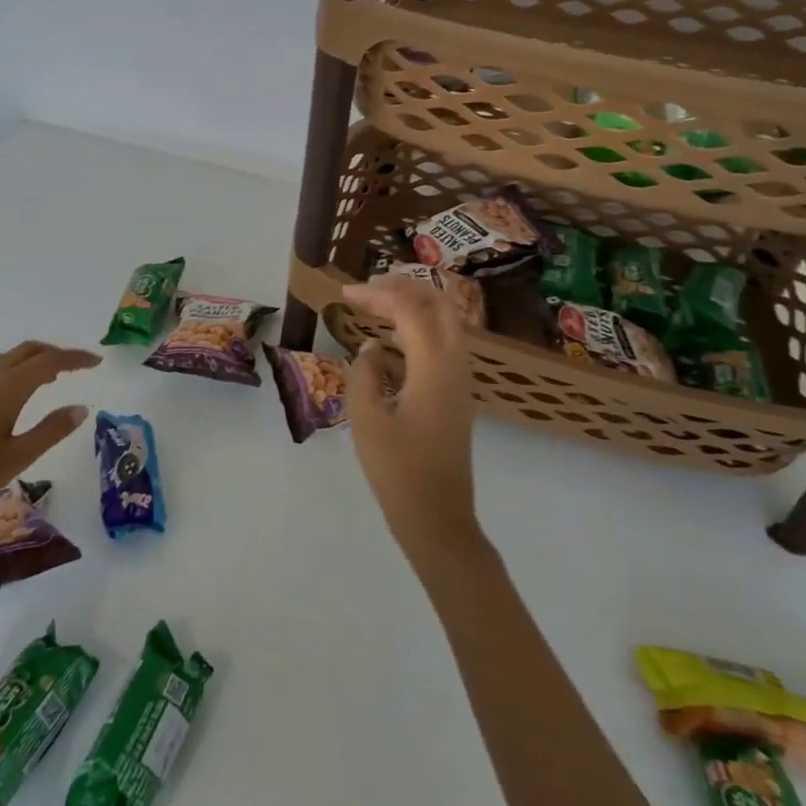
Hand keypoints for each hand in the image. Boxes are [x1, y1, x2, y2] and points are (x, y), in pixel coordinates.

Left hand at [0, 342, 99, 538]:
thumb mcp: (16, 458)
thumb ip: (50, 431)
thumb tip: (81, 408)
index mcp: (6, 388)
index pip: (49, 362)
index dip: (75, 358)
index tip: (96, 362)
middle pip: (26, 351)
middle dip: (54, 353)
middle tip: (75, 367)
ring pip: (5, 359)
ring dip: (30, 360)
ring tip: (48, 379)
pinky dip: (10, 371)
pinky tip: (10, 395)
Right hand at [345, 277, 479, 552]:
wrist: (438, 519)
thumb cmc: (398, 471)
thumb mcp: (366, 420)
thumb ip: (364, 374)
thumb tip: (371, 348)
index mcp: (434, 367)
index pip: (409, 309)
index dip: (377, 294)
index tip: (344, 293)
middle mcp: (455, 365)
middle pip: (439, 304)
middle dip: (404, 286)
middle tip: (368, 288)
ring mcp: (461, 380)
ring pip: (446, 322)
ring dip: (414, 304)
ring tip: (377, 303)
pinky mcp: (456, 395)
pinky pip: (443, 343)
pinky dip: (419, 327)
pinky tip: (391, 341)